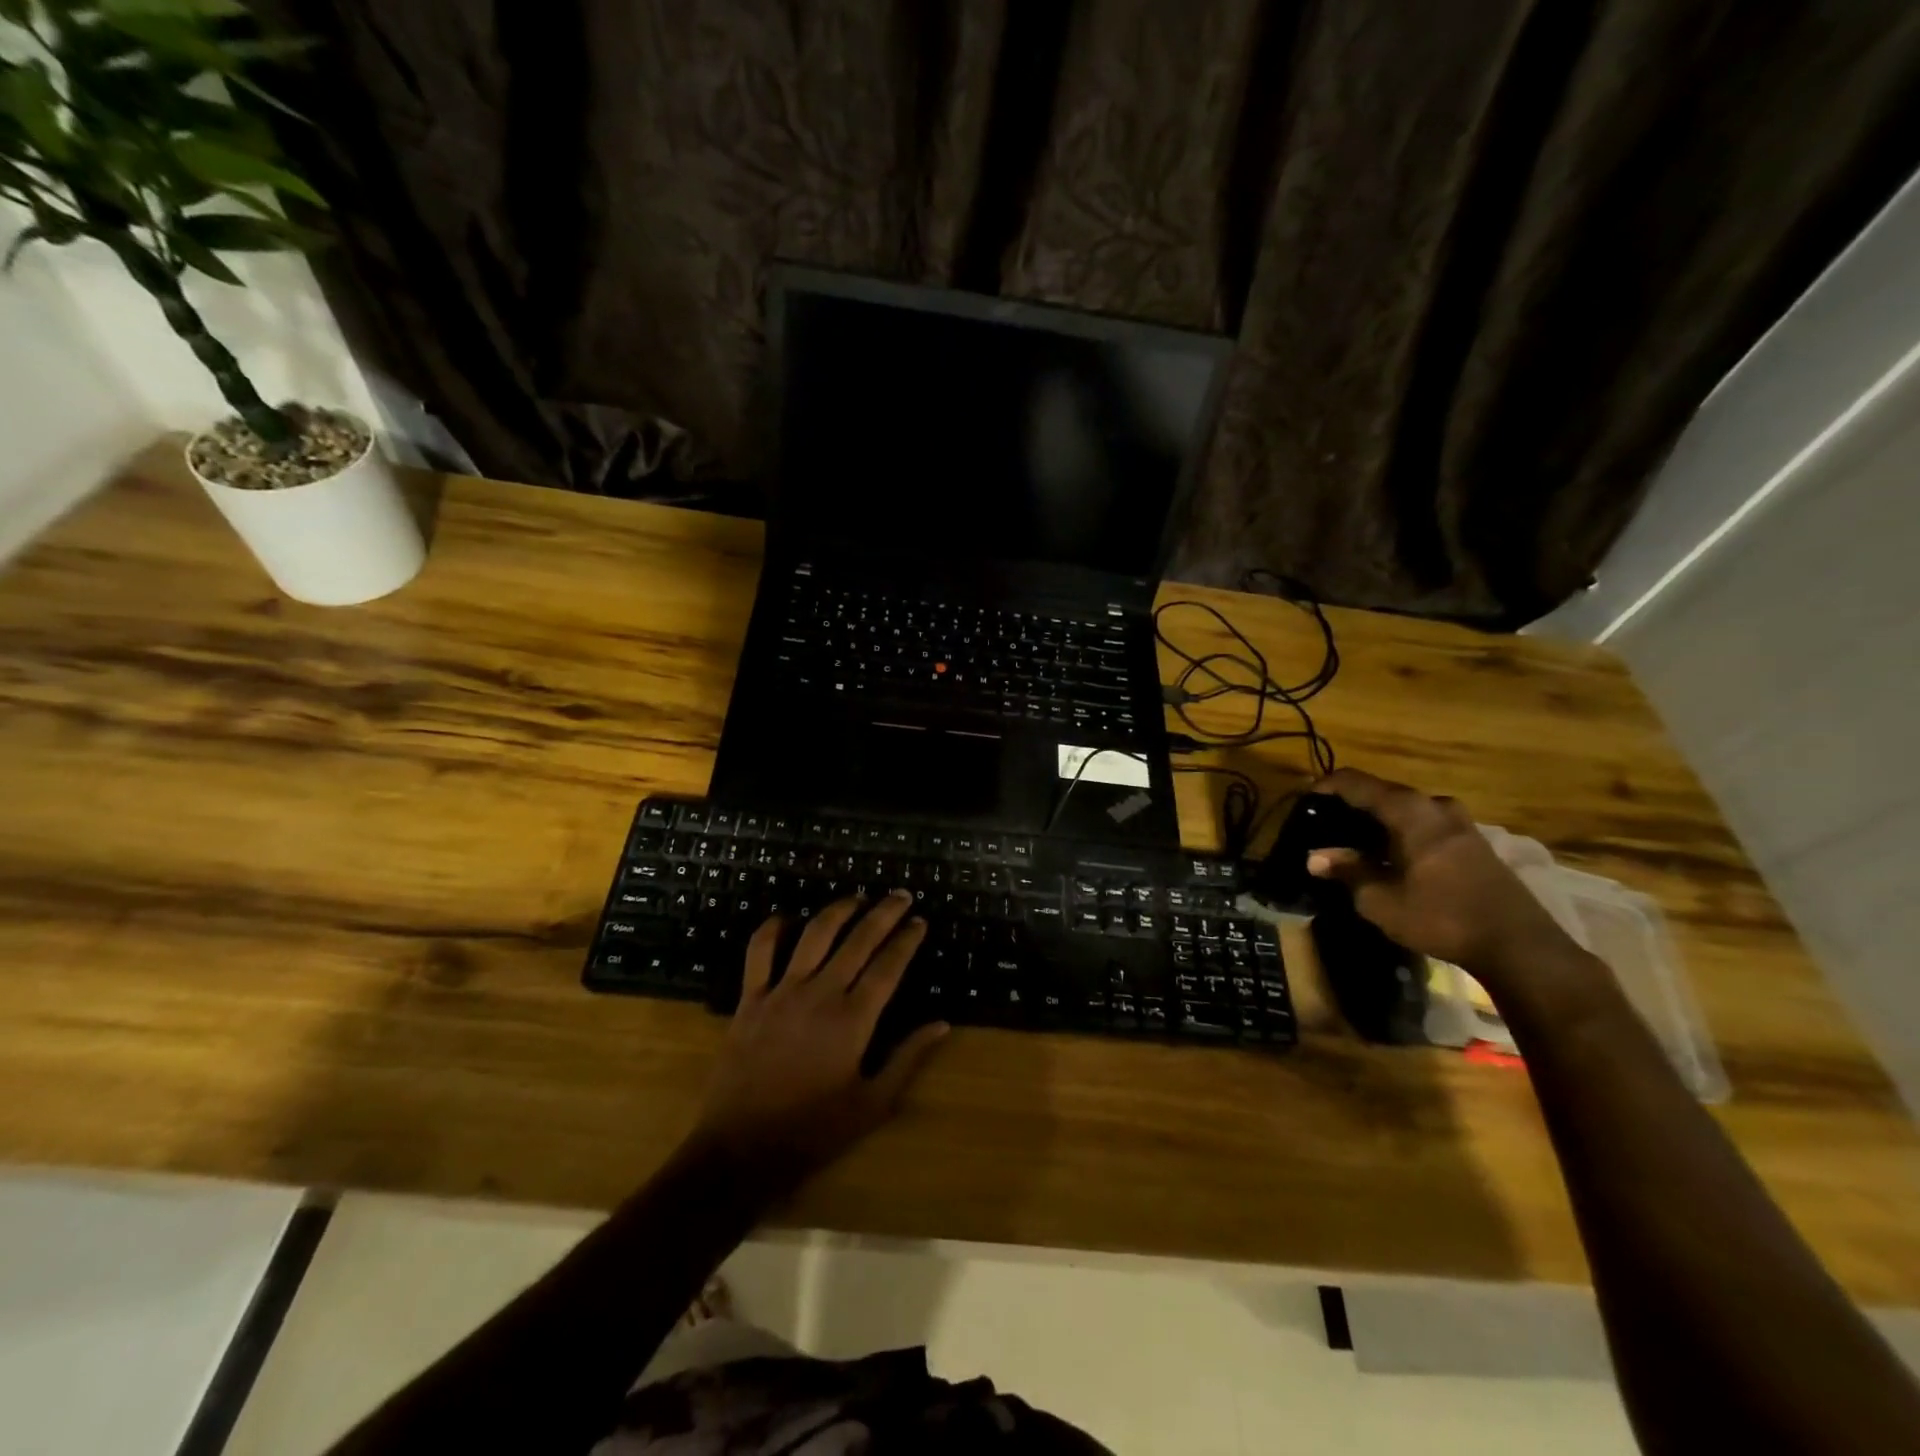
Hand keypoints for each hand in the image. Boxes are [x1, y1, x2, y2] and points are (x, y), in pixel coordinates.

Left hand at [688, 890, 948, 1195]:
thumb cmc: (813, 1132)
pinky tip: (787, 917)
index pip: (888, 966)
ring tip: (857, 897)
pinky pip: (759, 951)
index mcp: (853, 1020)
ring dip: (838, 910)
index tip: (919, 921)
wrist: (740, 1151)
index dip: (906, 939)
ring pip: (814, 934)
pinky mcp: (750, 999)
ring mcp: (781, 992)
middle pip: (858, 939)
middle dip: (883, 912)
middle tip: (900, 895)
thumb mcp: (872, 1105)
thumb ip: (908, 1059)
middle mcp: (820, 994)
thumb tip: (942, 1024)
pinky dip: (772, 928)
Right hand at [1306, 769, 1587, 989]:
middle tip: (1325, 827)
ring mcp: (1460, 823)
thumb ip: (1347, 871)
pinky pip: (1426, 824)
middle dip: (1351, 806)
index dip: (1325, 787)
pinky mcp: (1474, 842)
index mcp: (1409, 811)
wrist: (1519, 946)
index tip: (1304, 800)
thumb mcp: (1380, 899)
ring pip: (1407, 810)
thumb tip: (1315, 857)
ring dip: (1379, 821)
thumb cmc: (1441, 917)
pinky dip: (1402, 833)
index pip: (1355, 782)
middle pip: (1382, 793)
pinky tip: (1392, 856)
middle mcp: (1435, 806)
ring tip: (1356, 843)